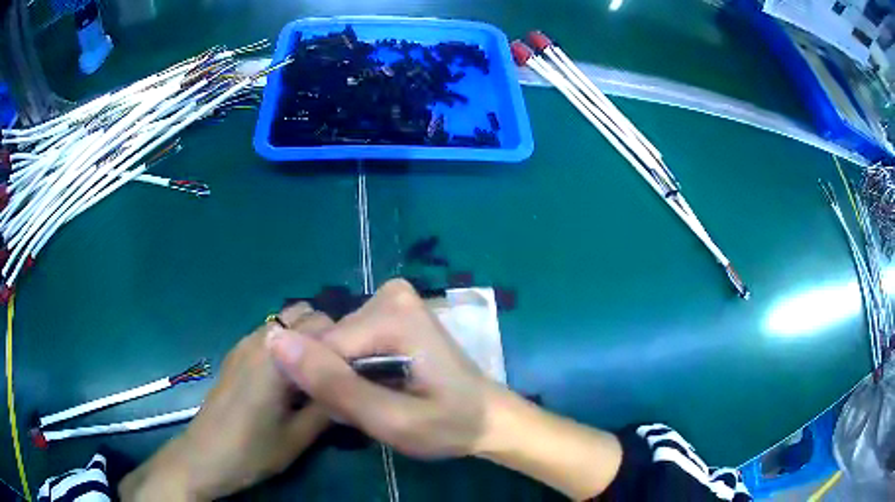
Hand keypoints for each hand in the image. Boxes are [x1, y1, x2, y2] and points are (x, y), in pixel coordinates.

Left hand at [120, 303, 334, 501]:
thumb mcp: (299, 437)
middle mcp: (260, 339)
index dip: (345, 342)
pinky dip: (287, 342)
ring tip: (314, 373)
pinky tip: (287, 376)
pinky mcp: (236, 352)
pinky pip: (269, 332)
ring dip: (305, 337)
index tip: (355, 368)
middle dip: (326, 334)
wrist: (206, 455)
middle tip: (335, 370)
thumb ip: (328, 404)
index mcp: (276, 357)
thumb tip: (354, 384)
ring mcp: (244, 343)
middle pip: (304, 312)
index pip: (323, 324)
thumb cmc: (253, 450)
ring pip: (285, 319)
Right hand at [268, 279, 496, 458]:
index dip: (331, 390)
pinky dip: (356, 371)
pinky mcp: (390, 311)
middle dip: (341, 383)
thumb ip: (334, 385)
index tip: (360, 415)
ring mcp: (391, 298)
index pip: (323, 349)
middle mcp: (389, 293)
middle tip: (375, 411)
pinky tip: (381, 388)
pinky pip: (349, 342)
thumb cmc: (449, 425)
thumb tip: (276, 341)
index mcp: (392, 313)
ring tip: (380, 401)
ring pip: (336, 346)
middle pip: (331, 344)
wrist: (488, 418)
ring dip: (347, 380)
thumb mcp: (391, 420)